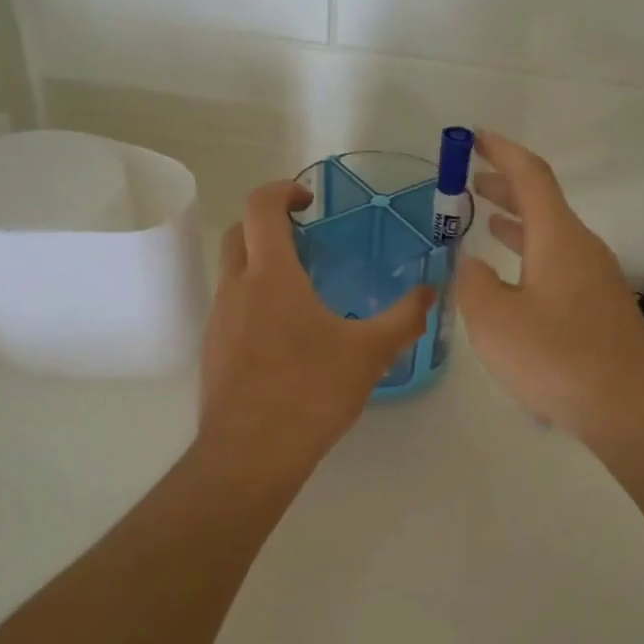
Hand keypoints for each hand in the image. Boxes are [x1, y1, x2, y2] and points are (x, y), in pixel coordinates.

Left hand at [198, 180, 433, 480]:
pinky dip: (254, 302)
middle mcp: (236, 289)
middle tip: (306, 239)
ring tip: (302, 292)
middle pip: (239, 233)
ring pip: (233, 273)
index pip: (260, 207)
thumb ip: (404, 319)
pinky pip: (231, 309)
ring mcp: (219, 321)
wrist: (250, 453)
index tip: (309, 202)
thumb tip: (431, 292)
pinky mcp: (213, 352)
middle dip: (268, 223)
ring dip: (260, 265)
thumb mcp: (370, 353)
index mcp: (271, 276)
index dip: (282, 190)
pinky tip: (286, 338)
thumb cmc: (311, 390)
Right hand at [458, 132, 643, 445]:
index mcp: (558, 237)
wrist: (630, 408)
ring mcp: (596, 278)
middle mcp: (582, 247)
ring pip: (551, 234)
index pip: (530, 175)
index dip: (501, 151)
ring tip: (485, 222)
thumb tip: (472, 265)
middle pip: (542, 202)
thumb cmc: (556, 358)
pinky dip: (531, 254)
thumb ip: (474, 284)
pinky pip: (560, 262)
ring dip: (517, 222)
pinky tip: (514, 279)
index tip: (475, 137)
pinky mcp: (601, 307)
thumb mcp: (493, 321)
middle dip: (504, 186)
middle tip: (469, 181)